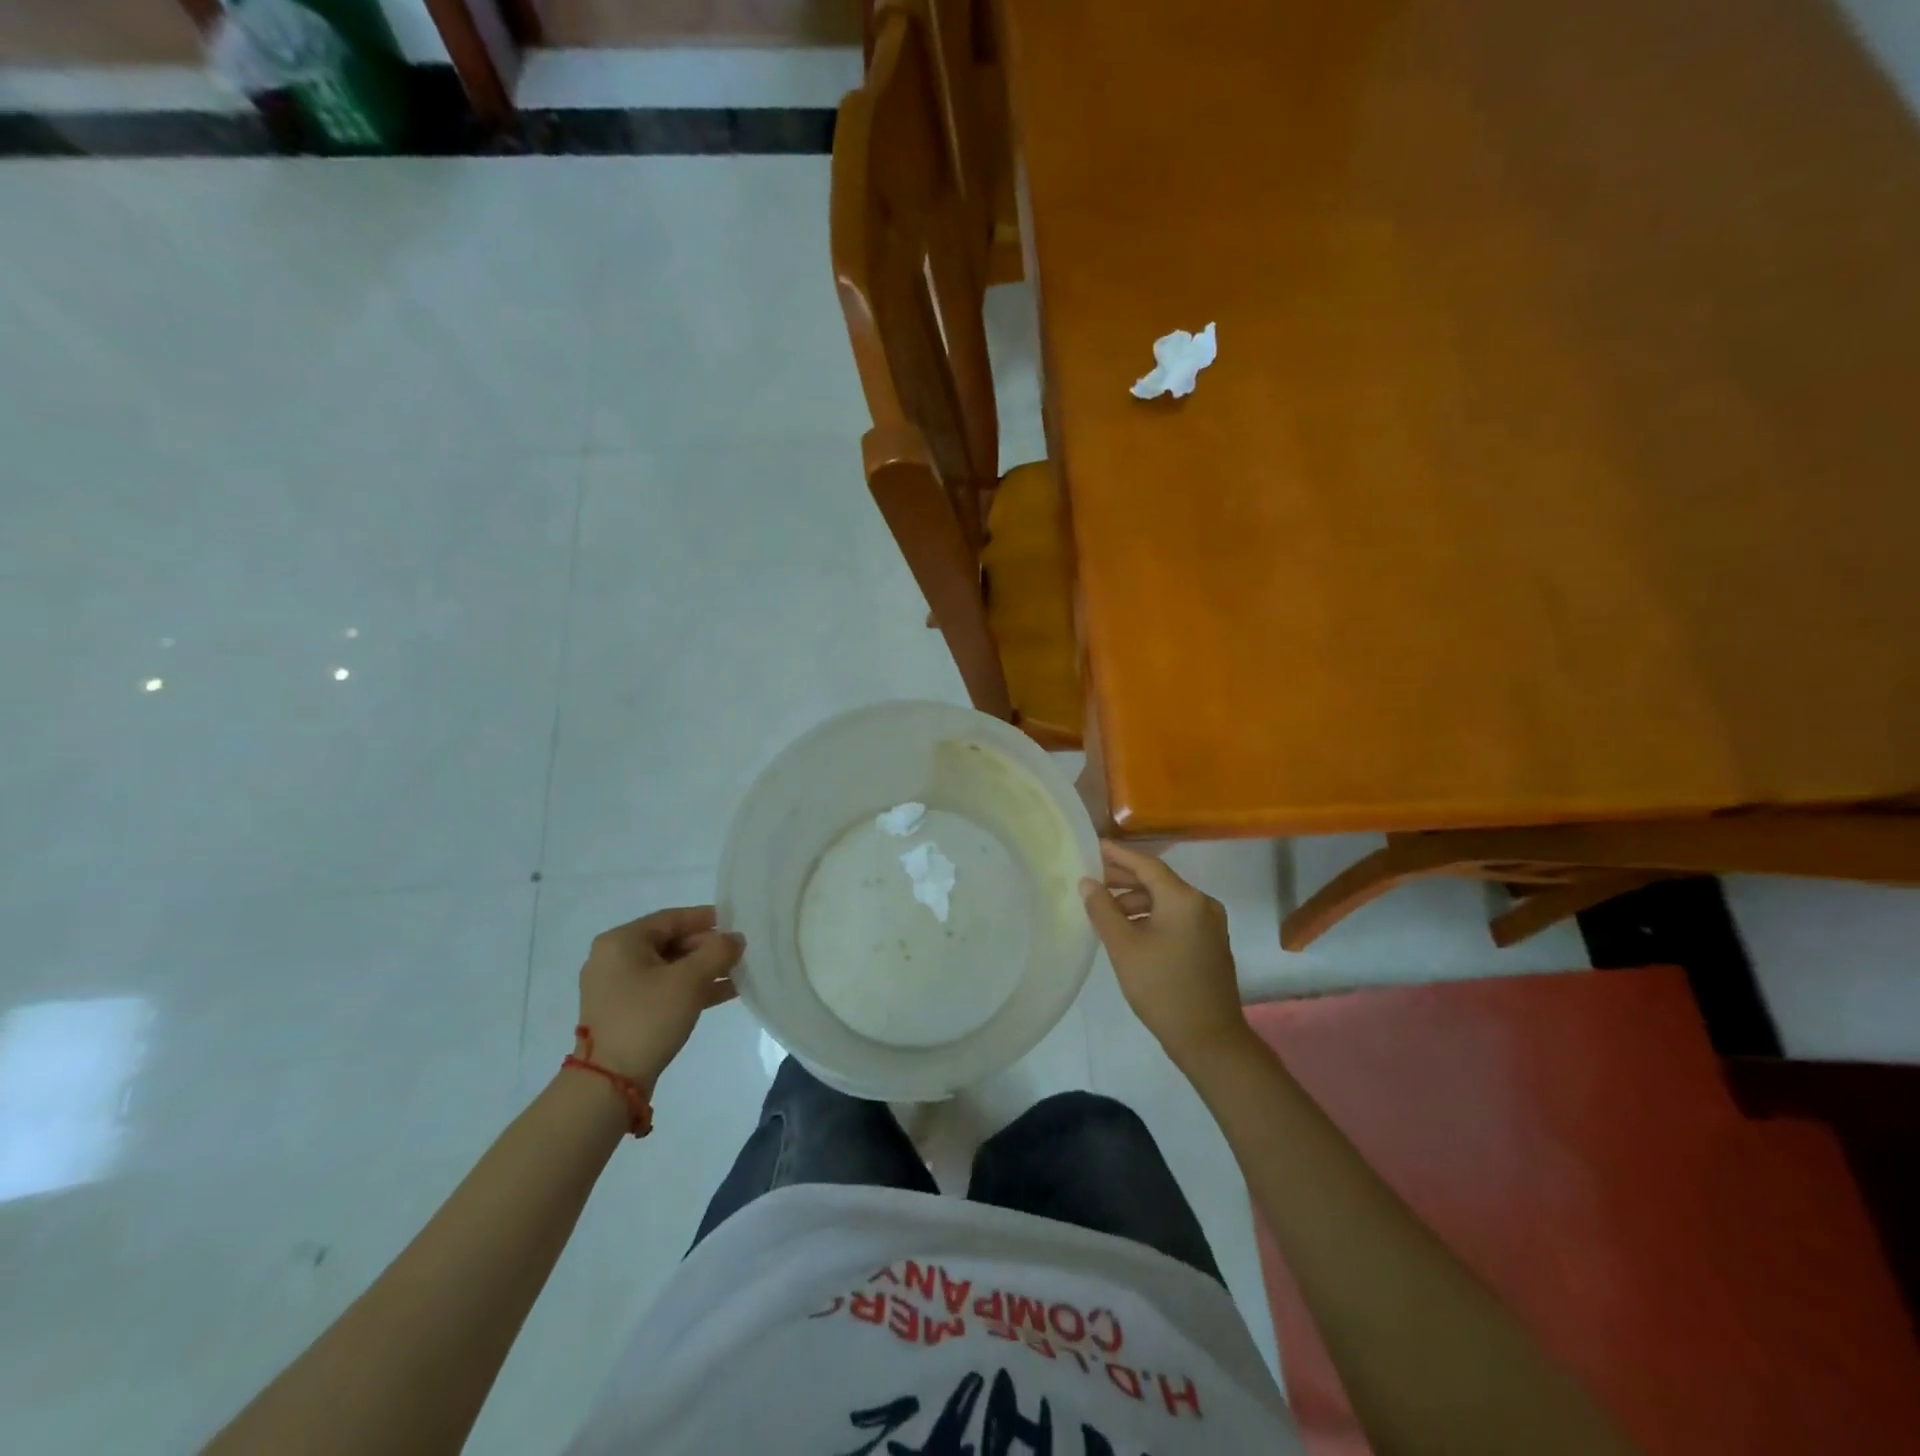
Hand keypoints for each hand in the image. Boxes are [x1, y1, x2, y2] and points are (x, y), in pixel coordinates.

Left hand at [576, 906, 743, 1090]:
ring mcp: (616, 988)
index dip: (707, 919)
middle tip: (739, 953)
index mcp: (621, 942)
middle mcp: (614, 959)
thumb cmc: (648, 1018)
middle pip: (670, 942)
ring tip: (739, 973)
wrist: (609, 1083)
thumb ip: (718, 952)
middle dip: (707, 948)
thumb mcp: (689, 980)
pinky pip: (662, 990)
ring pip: (669, 969)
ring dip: (703, 970)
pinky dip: (690, 989)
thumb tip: (735, 939)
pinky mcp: (624, 1013)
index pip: (672, 918)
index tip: (736, 923)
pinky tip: (724, 993)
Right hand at [1081, 842, 1249, 1067]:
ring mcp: (1211, 925)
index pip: (1146, 864)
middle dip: (1125, 880)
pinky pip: (1177, 918)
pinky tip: (1130, 930)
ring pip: (1167, 901)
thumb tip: (1088, 883)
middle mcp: (1202, 904)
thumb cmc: (1161, 987)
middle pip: (1158, 881)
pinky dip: (1152, 917)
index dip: (1118, 855)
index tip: (1094, 847)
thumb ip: (1102, 909)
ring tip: (1105, 910)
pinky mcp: (1211, 944)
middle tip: (1093, 879)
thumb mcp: (1123, 946)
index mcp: (1184, 898)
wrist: (1209, 1038)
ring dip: (1137, 901)